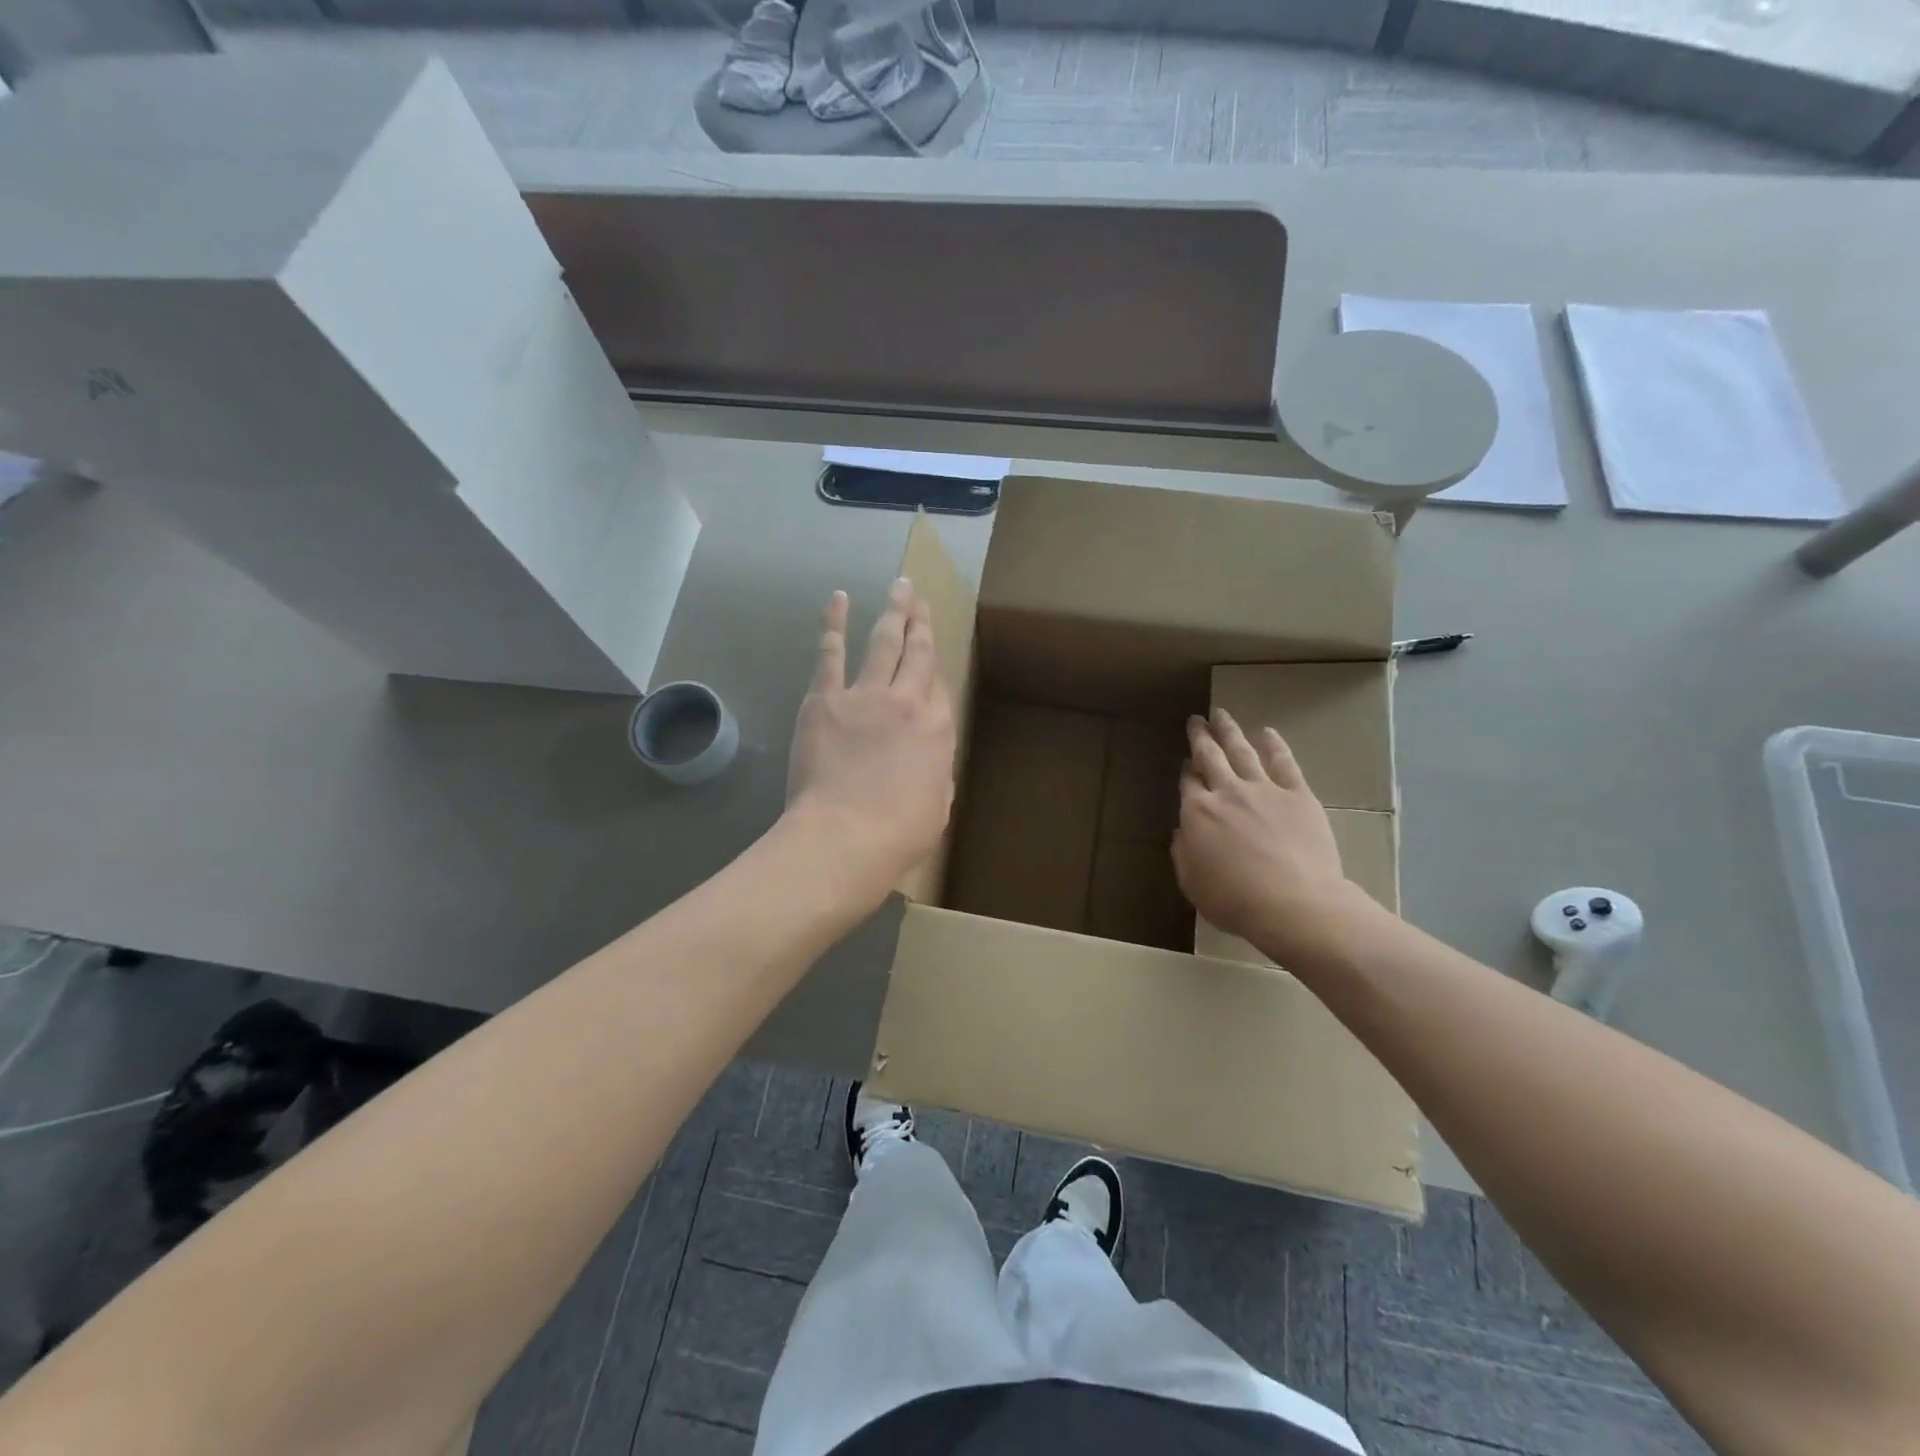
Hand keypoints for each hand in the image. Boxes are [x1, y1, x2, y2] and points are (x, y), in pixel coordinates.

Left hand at [784, 578, 956, 901]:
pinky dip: (835, 623)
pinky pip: (832, 652)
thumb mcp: (937, 805)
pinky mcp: (826, 698)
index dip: (934, 668)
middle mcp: (908, 702)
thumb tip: (927, 755)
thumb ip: (934, 770)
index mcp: (938, 730)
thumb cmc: (898, 834)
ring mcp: (866, 695)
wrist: (845, 835)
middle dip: (922, 623)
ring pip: (885, 642)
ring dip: (894, 611)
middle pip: (918, 653)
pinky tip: (839, 599)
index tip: (930, 653)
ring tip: (900, 585)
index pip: (940, 688)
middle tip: (921, 598)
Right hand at [1173, 709, 1364, 965]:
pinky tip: (1268, 732)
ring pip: (1242, 751)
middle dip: (1201, 737)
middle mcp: (1226, 792)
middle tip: (1196, 720)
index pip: (1188, 783)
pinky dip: (1274, 745)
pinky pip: (1283, 763)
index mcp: (1197, 813)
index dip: (1186, 772)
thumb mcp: (1192, 884)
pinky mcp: (1297, 794)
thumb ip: (1183, 854)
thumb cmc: (1235, 900)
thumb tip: (1181, 833)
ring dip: (1229, 731)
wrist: (1293, 903)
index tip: (1185, 763)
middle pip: (1210, 756)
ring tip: (1221, 714)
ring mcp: (1263, 789)